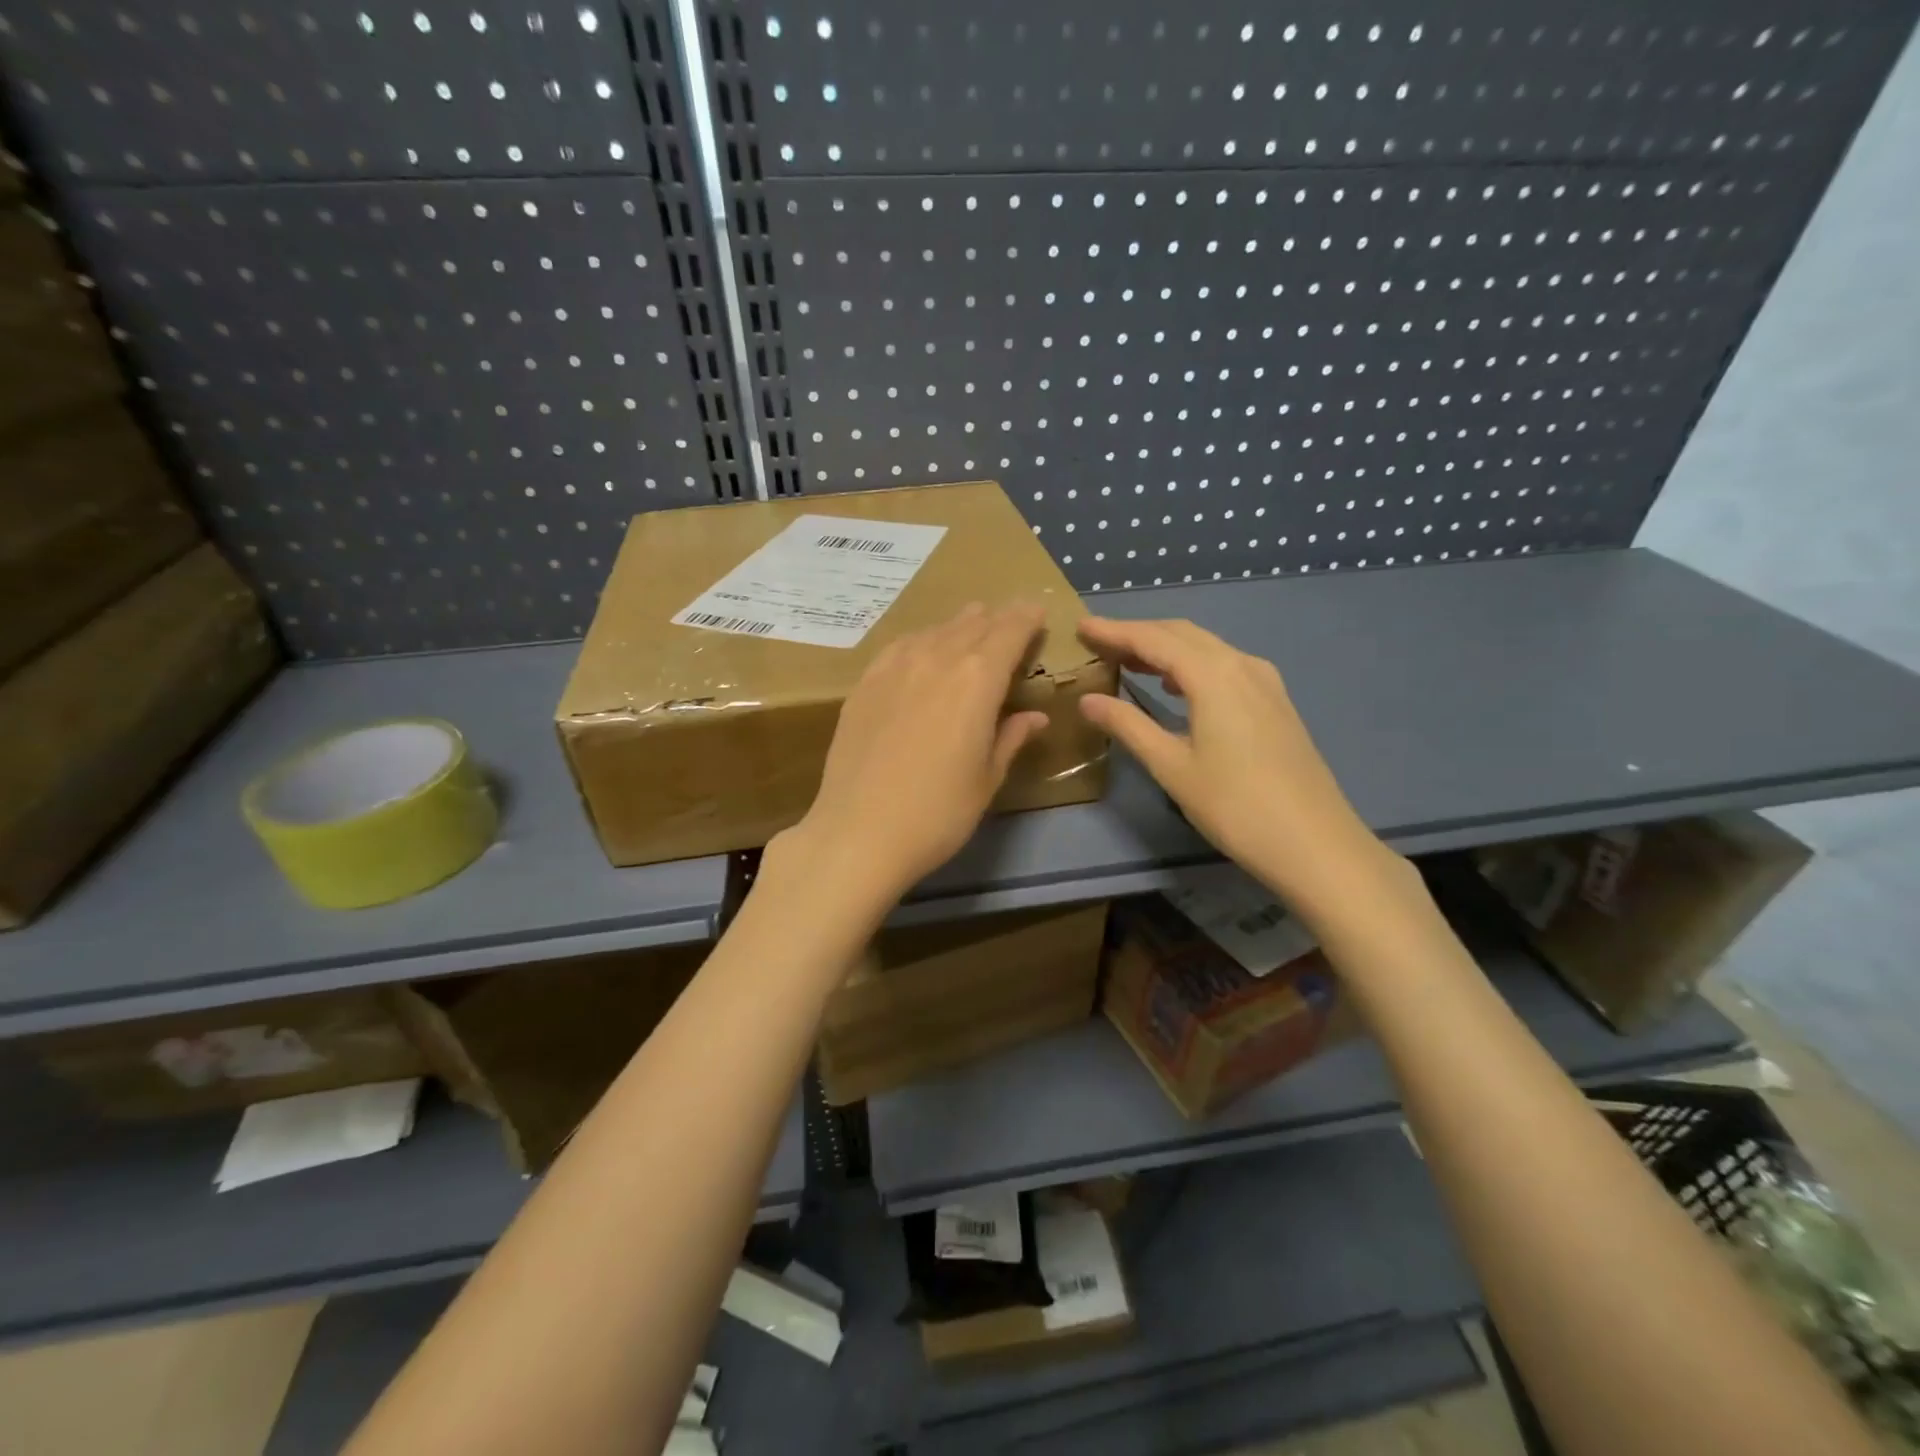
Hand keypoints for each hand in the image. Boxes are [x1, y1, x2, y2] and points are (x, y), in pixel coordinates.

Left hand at [780, 604, 1050, 904]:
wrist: (859, 831)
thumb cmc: (938, 813)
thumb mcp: (986, 778)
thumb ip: (1011, 738)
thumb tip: (1035, 716)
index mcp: (978, 680)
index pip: (1009, 632)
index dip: (1026, 618)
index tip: (1037, 611)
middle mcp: (937, 659)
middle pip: (973, 624)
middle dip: (997, 618)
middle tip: (1011, 618)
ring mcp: (895, 668)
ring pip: (935, 630)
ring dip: (960, 625)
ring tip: (972, 624)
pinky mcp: (865, 683)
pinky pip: (901, 646)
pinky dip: (922, 640)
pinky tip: (923, 648)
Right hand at [1075, 617, 1396, 912]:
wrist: (1314, 843)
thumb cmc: (1234, 805)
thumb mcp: (1171, 766)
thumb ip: (1128, 726)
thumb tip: (1087, 700)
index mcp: (1213, 675)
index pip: (1153, 639)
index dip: (1114, 631)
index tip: (1081, 626)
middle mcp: (1242, 665)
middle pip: (1182, 634)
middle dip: (1137, 634)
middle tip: (1098, 642)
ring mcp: (1265, 682)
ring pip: (1206, 648)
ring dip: (1165, 648)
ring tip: (1128, 661)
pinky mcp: (1275, 702)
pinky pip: (1225, 665)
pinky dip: (1192, 665)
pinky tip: (1176, 685)